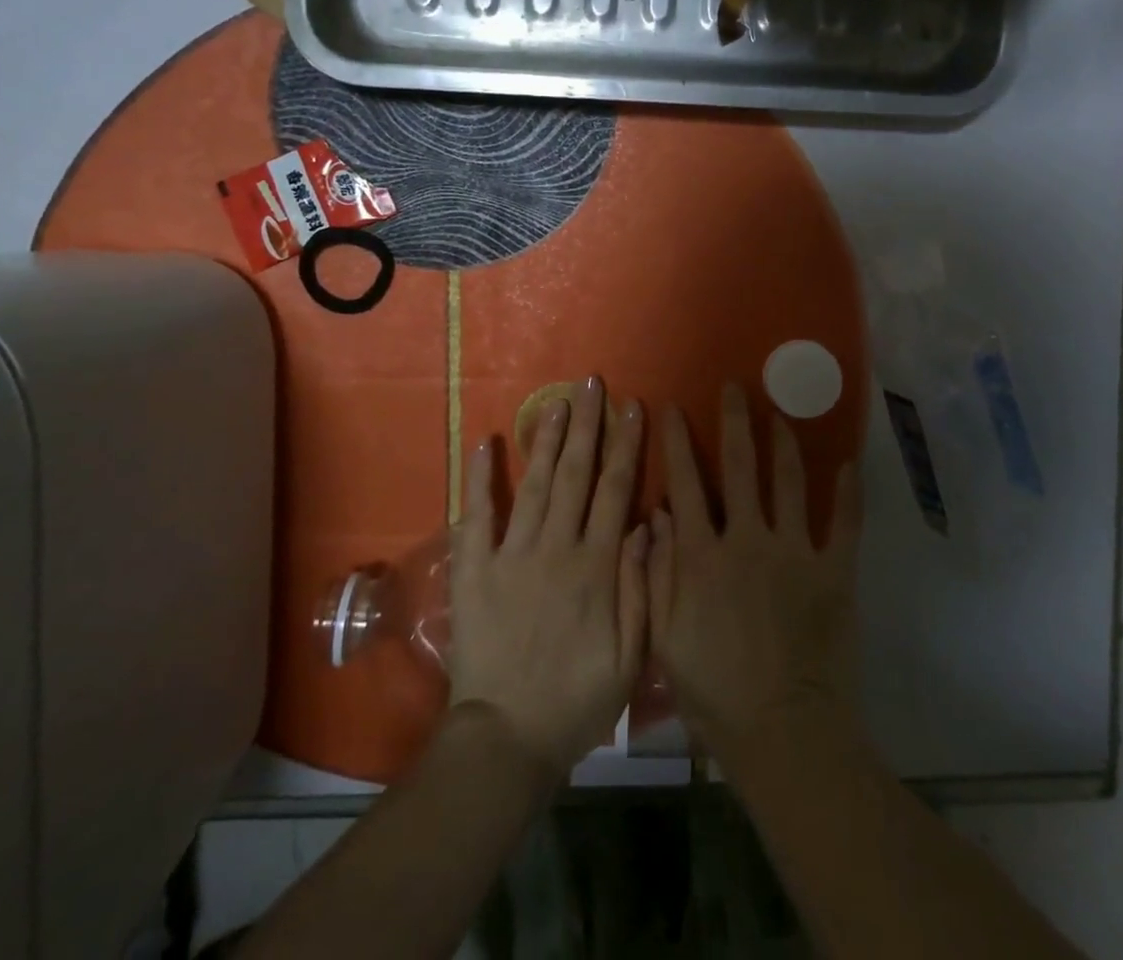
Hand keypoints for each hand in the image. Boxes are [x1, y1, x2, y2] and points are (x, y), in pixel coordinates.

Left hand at [449, 377, 648, 777]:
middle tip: (592, 383)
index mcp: (596, 566)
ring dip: (545, 439)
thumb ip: (640, 586)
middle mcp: (556, 548)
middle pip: (576, 474)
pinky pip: (476, 516)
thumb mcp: (630, 656)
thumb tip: (647, 523)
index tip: (633, 407)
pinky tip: (484, 443)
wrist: (507, 739)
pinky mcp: (474, 569)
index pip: (616, 490)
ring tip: (556, 401)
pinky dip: (480, 479)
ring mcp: (511, 554)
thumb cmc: (576, 699)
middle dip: (587, 425)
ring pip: (535, 484)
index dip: (626, 445)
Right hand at [647, 384, 863, 763]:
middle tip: (735, 387)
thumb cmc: (714, 690)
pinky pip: (846, 522)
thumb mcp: (664, 636)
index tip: (674, 407)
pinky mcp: (834, 571)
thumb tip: (655, 515)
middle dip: (735, 421)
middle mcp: (748, 538)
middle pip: (740, 467)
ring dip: (785, 443)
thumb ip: (656, 572)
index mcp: (703, 554)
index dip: (678, 443)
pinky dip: (849, 491)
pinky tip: (849, 462)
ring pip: (790, 482)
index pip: (686, 483)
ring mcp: (795, 551)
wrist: (783, 731)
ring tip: (781, 413)